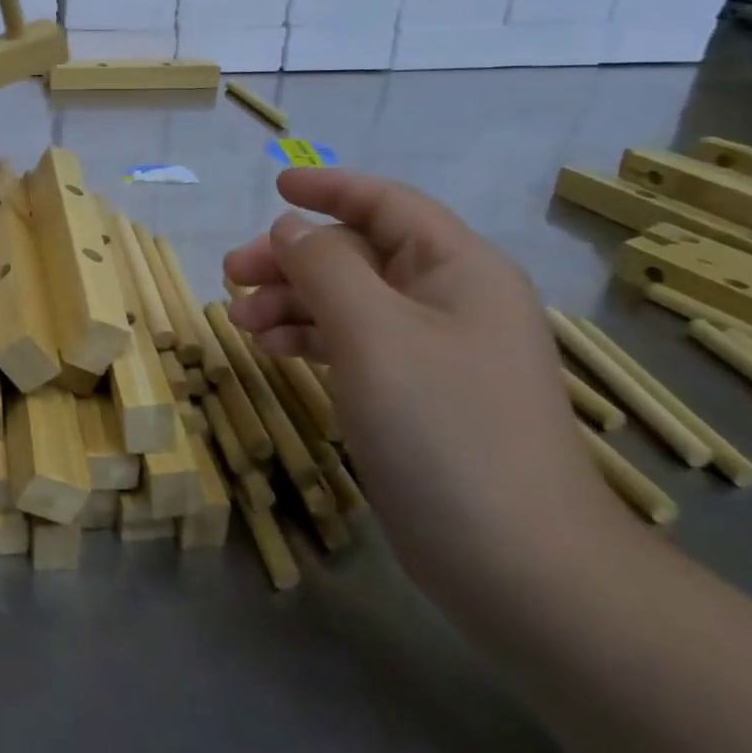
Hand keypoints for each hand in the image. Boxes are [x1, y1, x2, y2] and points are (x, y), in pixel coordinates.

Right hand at [224, 168, 626, 603]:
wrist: (519, 565)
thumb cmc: (444, 428)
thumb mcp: (373, 332)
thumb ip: (324, 267)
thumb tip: (290, 227)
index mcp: (457, 269)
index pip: (388, 204)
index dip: (330, 188)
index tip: (275, 187)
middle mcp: (449, 300)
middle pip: (358, 254)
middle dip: (292, 258)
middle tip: (232, 274)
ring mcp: (434, 352)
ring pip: (349, 301)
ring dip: (292, 301)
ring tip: (240, 321)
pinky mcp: (416, 396)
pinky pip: (354, 344)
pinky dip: (311, 338)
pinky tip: (274, 349)